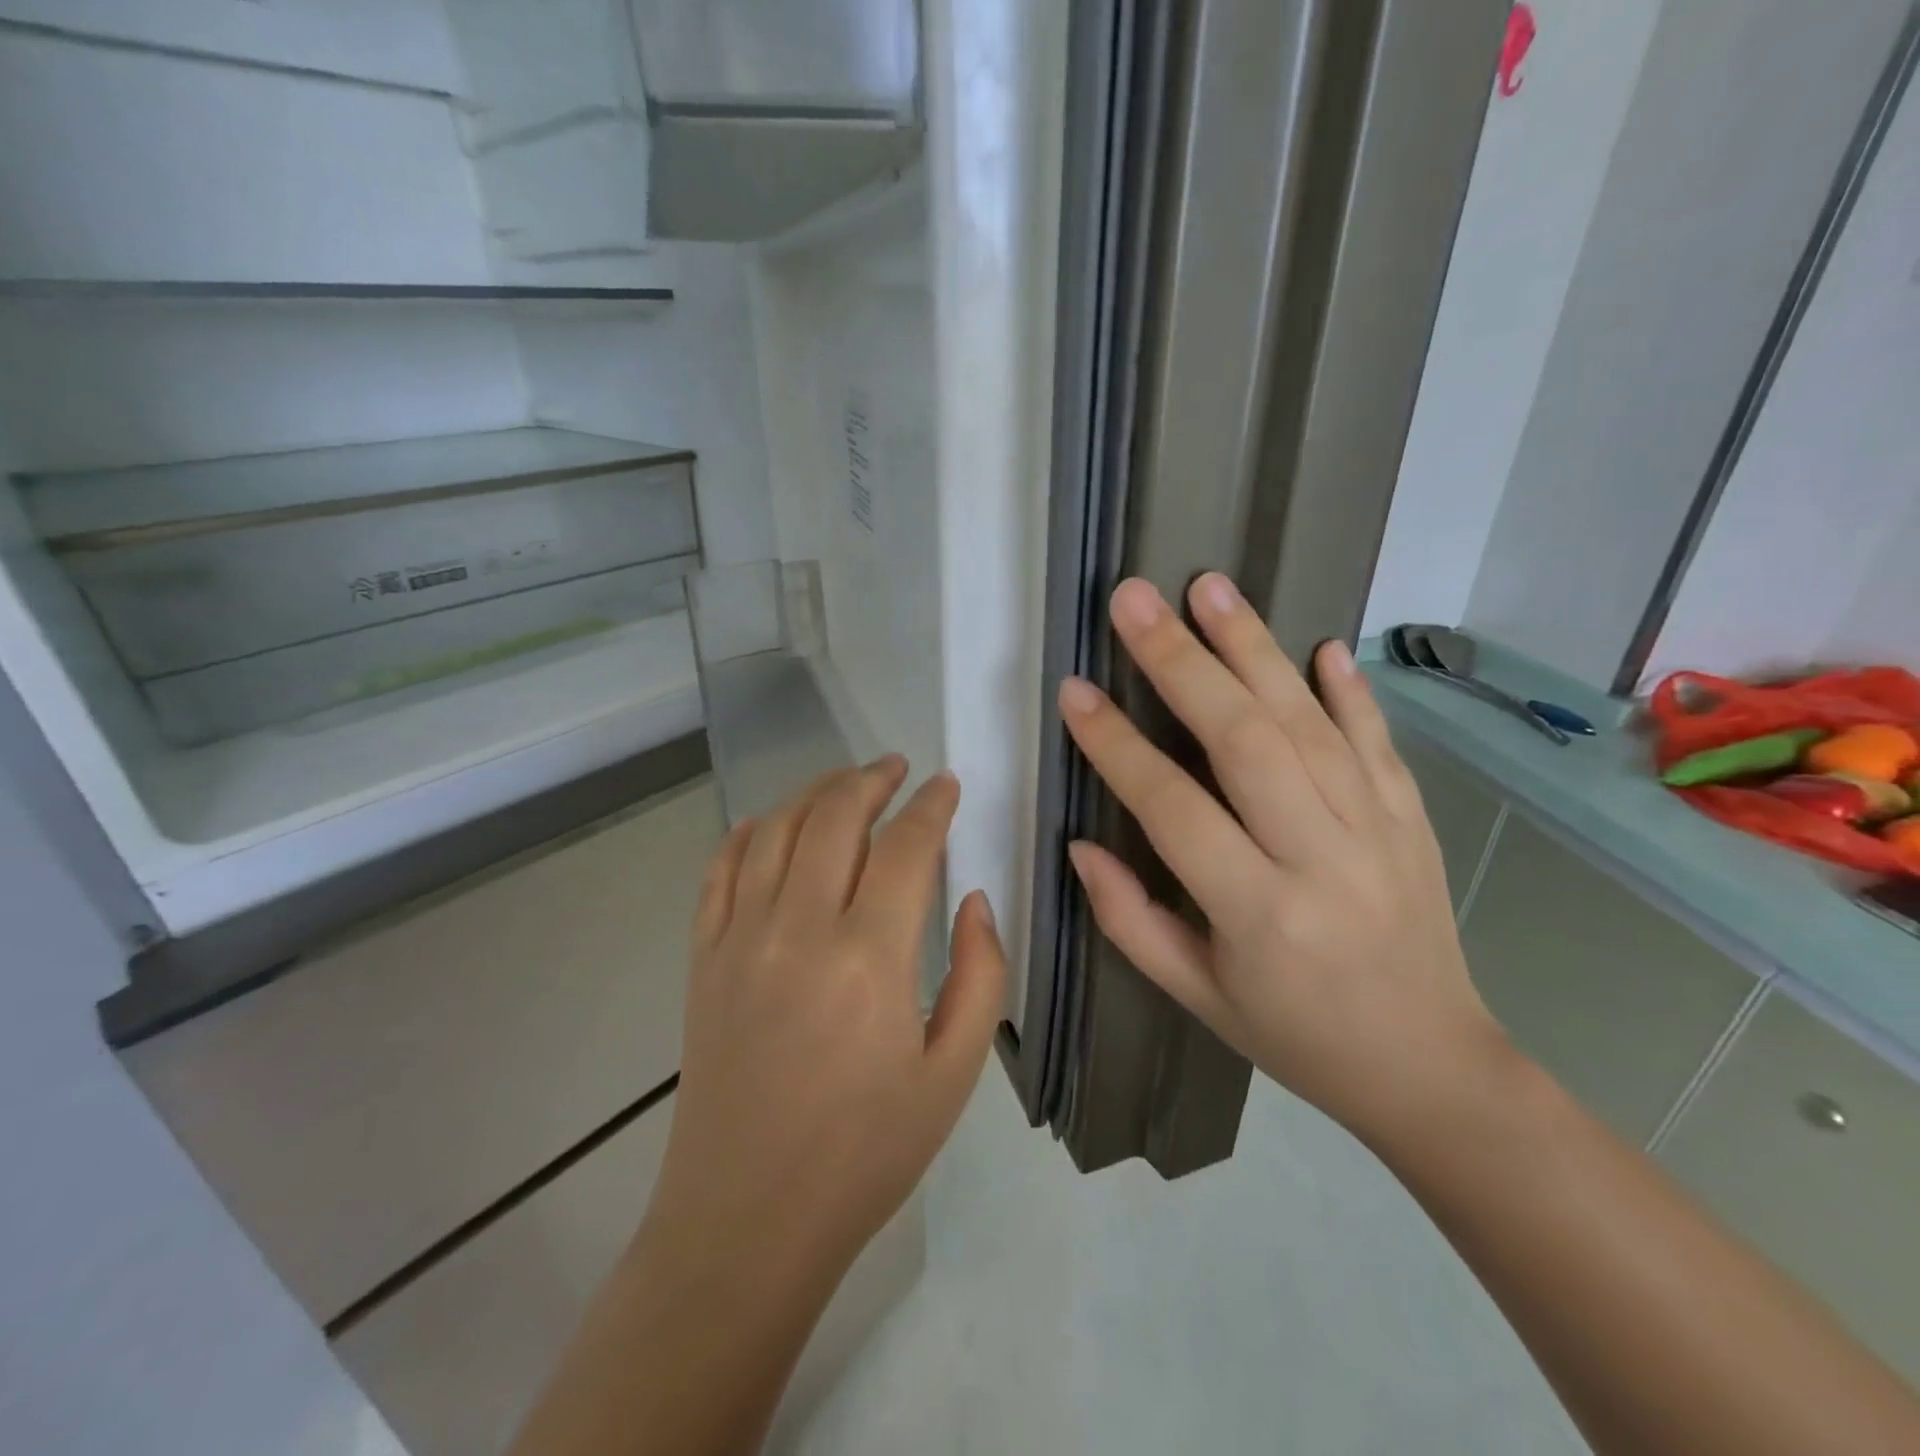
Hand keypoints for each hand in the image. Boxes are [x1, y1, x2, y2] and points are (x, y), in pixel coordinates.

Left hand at [648, 759, 1007, 1273]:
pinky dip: (749, 832)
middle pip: (835, 817)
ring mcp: (740, 939)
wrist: (746, 1219)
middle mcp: (799, 931)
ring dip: (815, 793)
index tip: (946, 785)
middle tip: (897, 768)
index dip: (931, 806)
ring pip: (776, 830)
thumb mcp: (953, 1075)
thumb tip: (974, 899)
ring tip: (846, 784)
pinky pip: (721, 870)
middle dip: (871, 779)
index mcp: (869, 960)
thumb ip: (980, 976)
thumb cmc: (865, 1153)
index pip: (906, 847)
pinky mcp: (703, 958)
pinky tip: (771, 823)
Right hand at [1057, 574, 1504, 1145]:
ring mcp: (1377, 830)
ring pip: (1308, 722)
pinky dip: (1348, 689)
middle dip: (1181, 662)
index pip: (1172, 808)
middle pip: (1244, 741)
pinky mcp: (1412, 819)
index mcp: (1257, 912)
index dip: (1116, 746)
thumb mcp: (1196, 995)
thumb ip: (1130, 920)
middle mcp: (1319, 858)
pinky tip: (1319, 644)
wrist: (1432, 1068)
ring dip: (1254, 648)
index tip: (1075, 692)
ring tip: (1209, 588)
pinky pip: (1377, 740)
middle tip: (1135, 601)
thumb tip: (1081, 846)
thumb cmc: (1296, 1036)